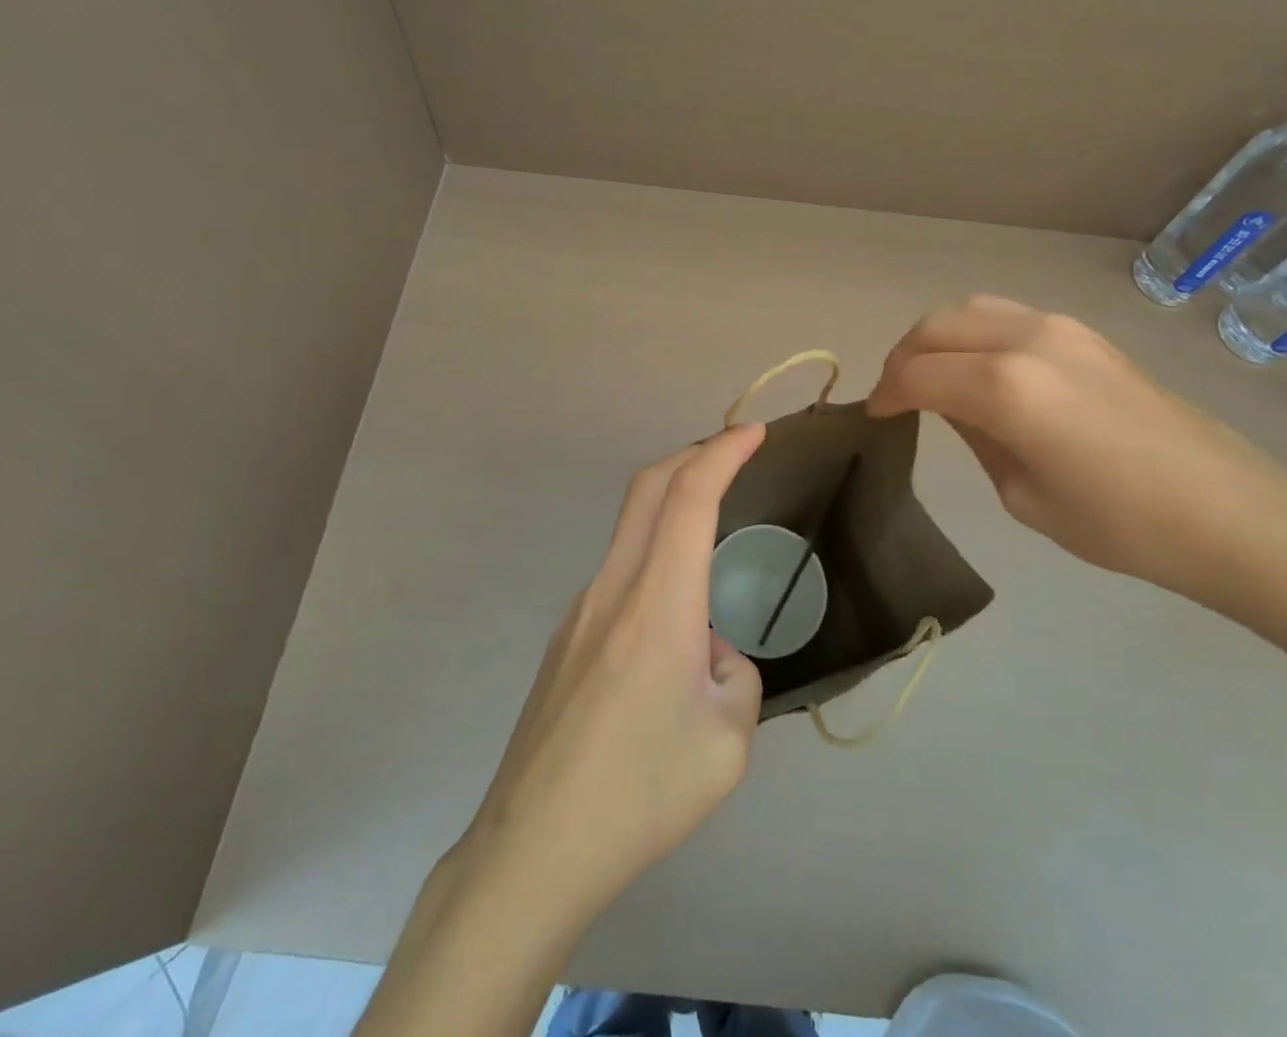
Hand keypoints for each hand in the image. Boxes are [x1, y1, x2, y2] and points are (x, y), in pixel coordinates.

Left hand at [364, 428, 768, 1036]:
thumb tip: (709, 651)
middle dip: (693, 454)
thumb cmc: (640, 796)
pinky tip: (672, 630)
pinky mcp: (565, 639)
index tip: (753, 434)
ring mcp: (579, 611)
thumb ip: (734, 675)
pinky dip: (654, 562)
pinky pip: (618, 577)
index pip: (689, 499)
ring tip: (711, 541)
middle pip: (647, 489)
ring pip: (630, 531)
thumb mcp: (727, 743)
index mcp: (657, 605)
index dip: (722, 454)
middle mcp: (612, 589)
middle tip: (733, 452)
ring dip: (671, 509)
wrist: (533, 851)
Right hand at [867, 295, 1286, 600]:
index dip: (886, 394)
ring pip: (971, 309)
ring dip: (938, 337)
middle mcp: (1026, 340)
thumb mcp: (1023, 494)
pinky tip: (982, 370)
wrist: (1230, 512)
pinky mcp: (1086, 333)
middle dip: (904, 357)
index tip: (874, 416)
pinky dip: (976, 334)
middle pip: (936, 326)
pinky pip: (1008, 317)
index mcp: (1004, 387)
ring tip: (932, 375)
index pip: (917, 375)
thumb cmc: (1120, 524)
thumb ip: (976, 436)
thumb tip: (953, 406)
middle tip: (896, 394)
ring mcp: (1061, 328)